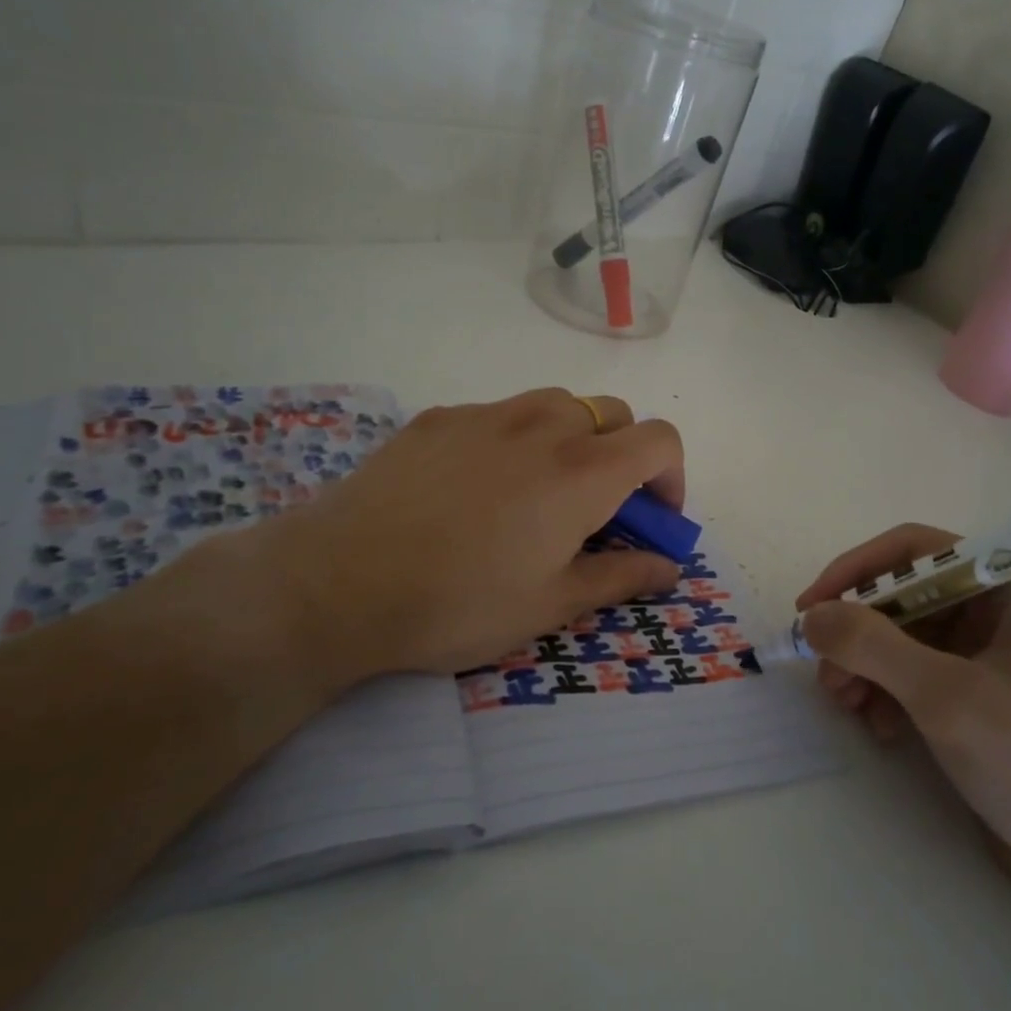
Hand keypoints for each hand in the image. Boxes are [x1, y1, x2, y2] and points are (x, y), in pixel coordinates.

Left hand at [127, 389, 684, 701]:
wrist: (338, 581)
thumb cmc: (458, 603)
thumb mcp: (551, 604)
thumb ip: (621, 576)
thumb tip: (669, 567)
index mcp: (582, 471)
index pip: (660, 440)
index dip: (672, 478)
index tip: (653, 521)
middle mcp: (543, 425)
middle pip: (612, 415)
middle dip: (623, 457)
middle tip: (596, 512)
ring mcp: (486, 414)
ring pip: (556, 405)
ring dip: (571, 440)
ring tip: (538, 494)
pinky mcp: (438, 417)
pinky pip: (498, 415)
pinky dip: (513, 441)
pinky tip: (473, 490)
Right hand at [797, 525, 1010, 902]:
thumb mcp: (945, 697)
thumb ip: (871, 645)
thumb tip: (812, 616)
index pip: (915, 550)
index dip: (856, 571)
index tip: (811, 608)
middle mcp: (1004, 606)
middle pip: (906, 594)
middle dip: (859, 631)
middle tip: (825, 672)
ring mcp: (995, 650)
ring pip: (906, 635)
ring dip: (867, 664)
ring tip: (846, 704)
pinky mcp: (983, 692)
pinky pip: (919, 671)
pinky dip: (890, 691)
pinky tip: (880, 727)